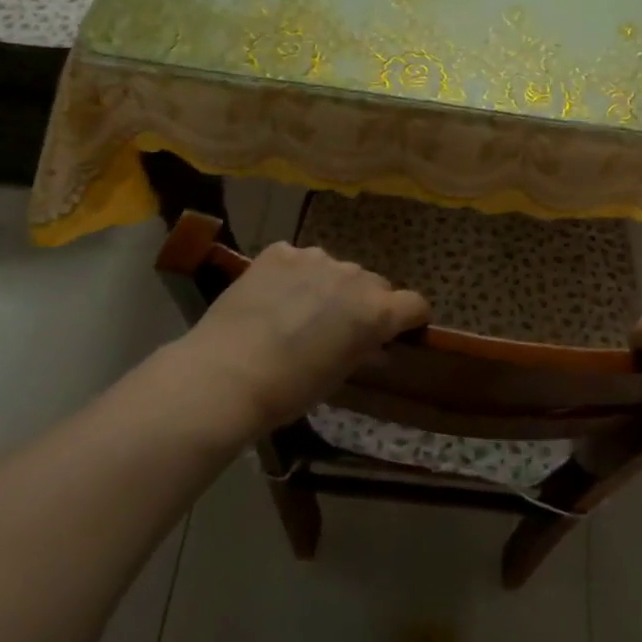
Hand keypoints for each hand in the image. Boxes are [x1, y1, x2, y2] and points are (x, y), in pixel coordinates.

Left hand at [160, 242, 429, 443]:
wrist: (226, 374)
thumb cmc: (290, 389)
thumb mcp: (338, 376)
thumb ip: (363, 350)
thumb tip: (374, 345)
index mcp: (376, 310)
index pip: (415, 304)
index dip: (410, 318)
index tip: (399, 331)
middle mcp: (354, 276)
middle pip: (374, 284)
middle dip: (364, 302)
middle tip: (338, 327)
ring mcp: (316, 258)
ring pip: (335, 269)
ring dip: (329, 286)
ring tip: (299, 311)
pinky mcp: (280, 252)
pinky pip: (298, 260)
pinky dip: (294, 275)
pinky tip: (272, 297)